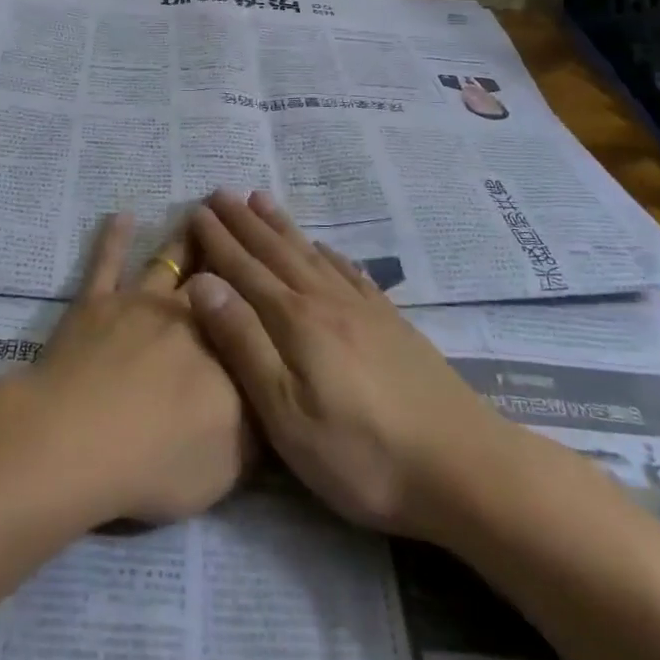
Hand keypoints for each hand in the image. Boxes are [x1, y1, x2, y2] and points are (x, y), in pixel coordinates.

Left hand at [16, 213, 249, 525]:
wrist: (78, 441)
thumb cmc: (159, 462)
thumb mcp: (229, 466)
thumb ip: (256, 431)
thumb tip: (272, 402)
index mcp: (225, 352)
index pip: (252, 319)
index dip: (264, 295)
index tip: (275, 268)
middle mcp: (188, 316)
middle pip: (215, 277)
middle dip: (230, 250)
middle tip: (243, 221)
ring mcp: (139, 303)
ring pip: (168, 260)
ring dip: (185, 236)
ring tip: (200, 210)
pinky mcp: (95, 302)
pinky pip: (107, 262)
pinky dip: (114, 238)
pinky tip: (121, 216)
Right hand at [184, 190, 502, 537]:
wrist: (462, 467)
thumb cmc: (361, 453)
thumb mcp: (285, 413)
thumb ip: (244, 343)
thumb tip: (202, 284)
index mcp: (295, 321)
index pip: (245, 270)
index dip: (218, 241)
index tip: (196, 211)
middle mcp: (326, 302)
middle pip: (276, 252)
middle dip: (244, 222)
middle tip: (220, 192)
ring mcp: (363, 310)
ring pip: (311, 254)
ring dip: (282, 226)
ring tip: (261, 199)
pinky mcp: (392, 324)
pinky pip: (351, 273)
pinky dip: (330, 254)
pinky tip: (326, 248)